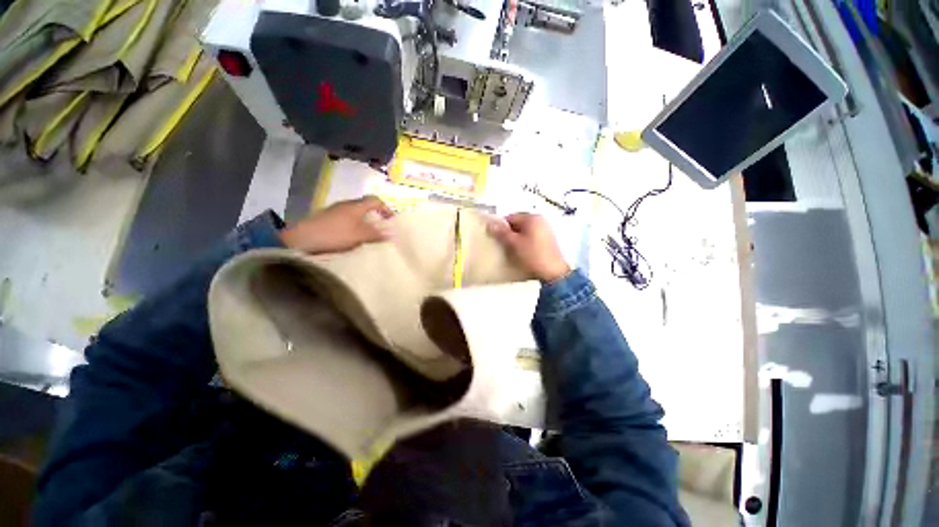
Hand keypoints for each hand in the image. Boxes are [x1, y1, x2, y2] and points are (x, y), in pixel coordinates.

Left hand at [280, 196, 393, 253]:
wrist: (301, 239)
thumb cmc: (334, 234)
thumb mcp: (359, 236)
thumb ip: (376, 234)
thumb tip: (391, 233)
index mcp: (355, 206)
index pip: (375, 201)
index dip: (385, 208)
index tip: (391, 221)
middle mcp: (345, 205)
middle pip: (365, 206)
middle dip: (375, 216)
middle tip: (380, 229)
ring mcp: (334, 211)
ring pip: (355, 213)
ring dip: (363, 222)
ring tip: (368, 235)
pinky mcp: (326, 219)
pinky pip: (346, 220)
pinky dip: (353, 226)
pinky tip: (351, 238)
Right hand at [487, 213, 570, 281]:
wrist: (553, 272)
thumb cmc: (532, 255)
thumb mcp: (514, 243)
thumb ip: (501, 232)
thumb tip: (489, 223)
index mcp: (532, 218)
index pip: (510, 217)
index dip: (501, 227)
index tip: (496, 238)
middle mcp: (540, 220)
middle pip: (518, 223)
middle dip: (509, 232)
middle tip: (503, 245)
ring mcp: (545, 229)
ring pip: (525, 231)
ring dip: (517, 238)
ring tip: (512, 250)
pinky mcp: (548, 239)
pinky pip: (532, 236)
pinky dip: (525, 242)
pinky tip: (523, 252)